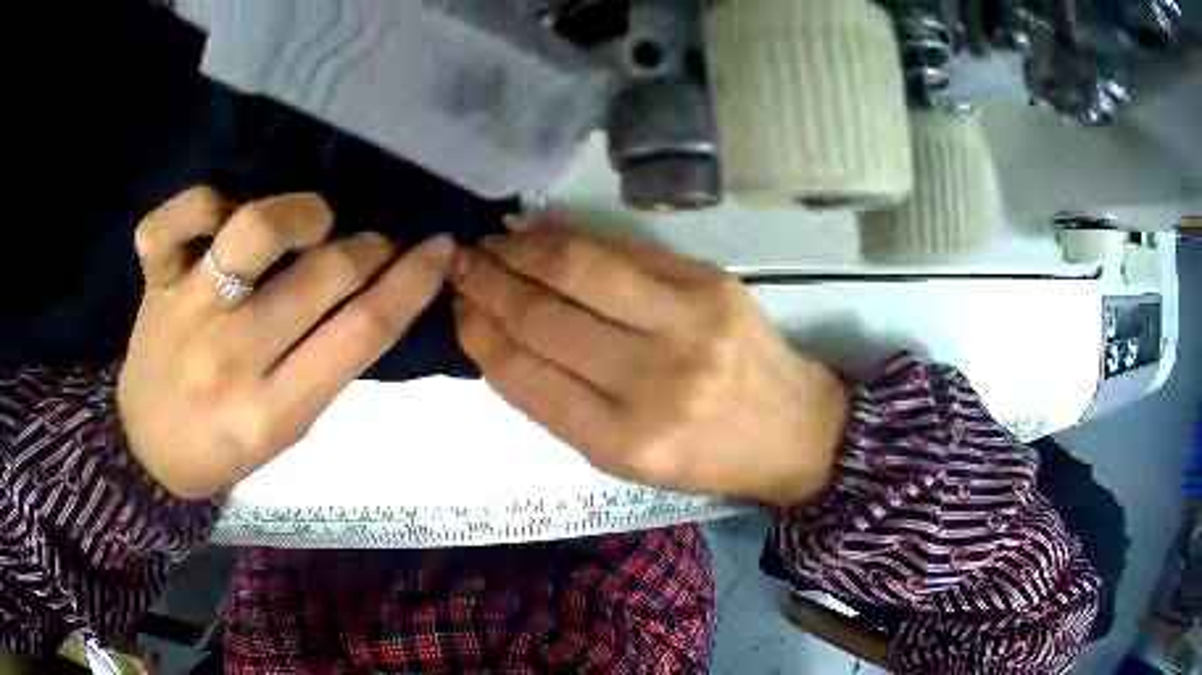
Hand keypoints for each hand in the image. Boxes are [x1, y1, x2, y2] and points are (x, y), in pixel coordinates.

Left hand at [119, 187, 452, 498]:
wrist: (146, 450)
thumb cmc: (223, 446)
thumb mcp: (287, 429)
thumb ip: (327, 366)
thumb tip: (374, 293)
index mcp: (273, 412)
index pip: (362, 333)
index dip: (412, 281)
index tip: (437, 249)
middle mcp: (231, 358)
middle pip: (324, 276)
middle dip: (370, 248)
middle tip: (375, 246)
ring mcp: (187, 312)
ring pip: (255, 231)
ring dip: (302, 213)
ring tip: (315, 220)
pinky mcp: (154, 282)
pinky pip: (173, 221)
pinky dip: (203, 201)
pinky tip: (224, 215)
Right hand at [449, 223, 846, 506]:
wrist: (794, 431)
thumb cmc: (705, 456)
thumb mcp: (625, 457)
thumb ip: (560, 401)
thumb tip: (500, 334)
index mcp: (625, 442)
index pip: (526, 373)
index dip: (479, 333)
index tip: (455, 307)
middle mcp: (655, 382)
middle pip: (545, 316)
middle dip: (488, 282)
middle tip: (458, 261)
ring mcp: (690, 324)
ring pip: (580, 269)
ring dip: (522, 249)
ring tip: (490, 242)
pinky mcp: (712, 283)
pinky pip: (625, 249)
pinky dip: (572, 236)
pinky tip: (540, 231)